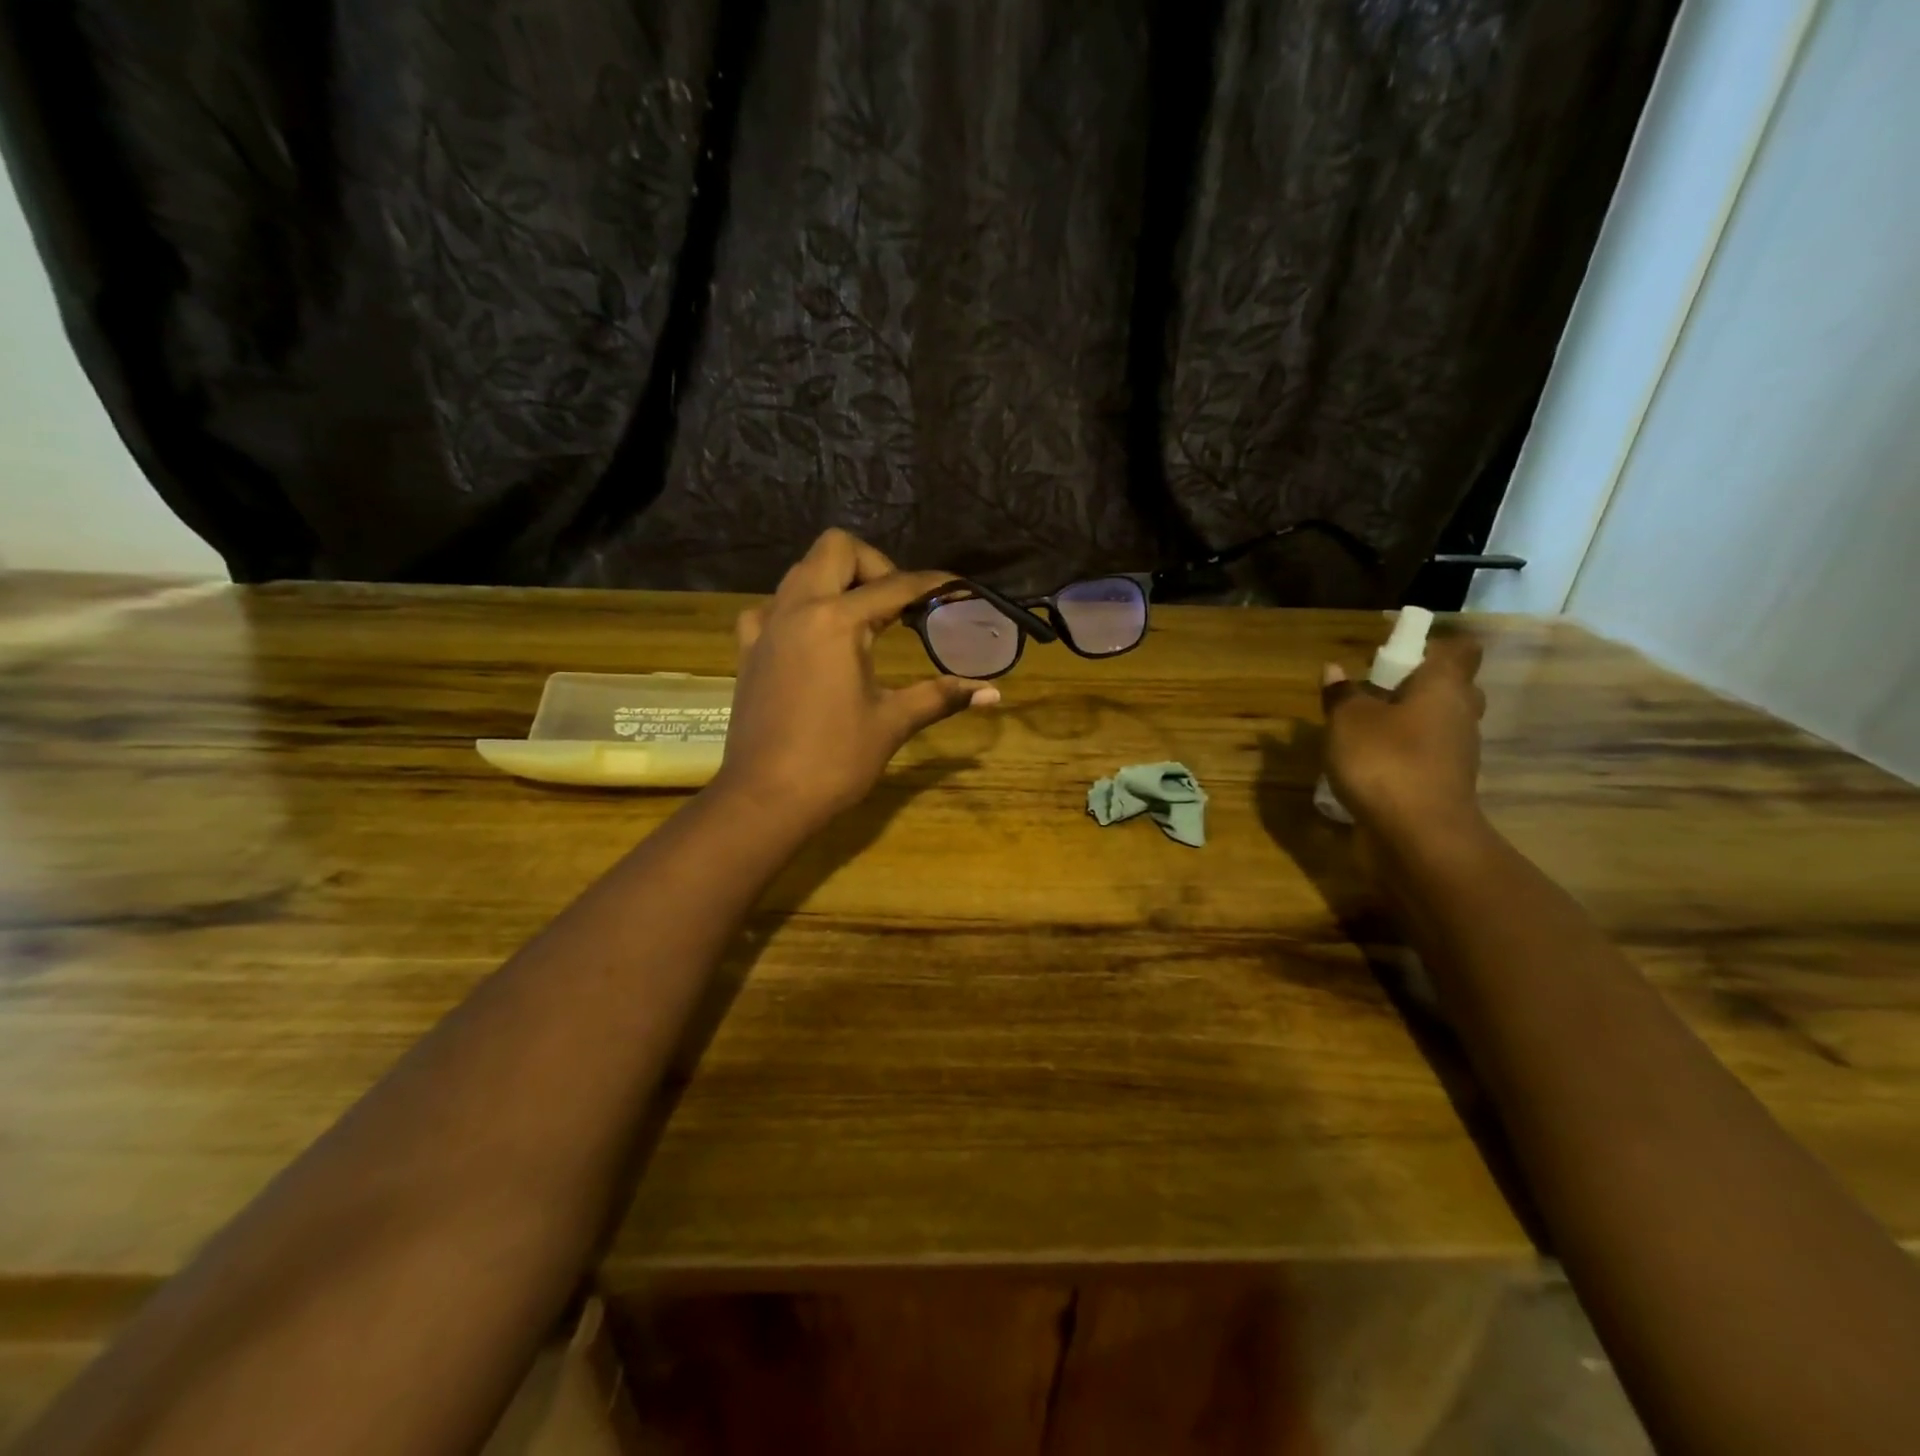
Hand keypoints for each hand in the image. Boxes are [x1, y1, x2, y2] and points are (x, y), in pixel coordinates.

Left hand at [712, 530, 997, 829]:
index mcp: (836, 620)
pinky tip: (815, 641)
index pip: (895, 585)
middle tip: (898, 607)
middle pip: (836, 549)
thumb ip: (940, 696)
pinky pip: (773, 607)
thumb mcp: (892, 723)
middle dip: (874, 565)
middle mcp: (797, 608)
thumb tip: (992, 692)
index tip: (957, 589)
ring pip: (802, 572)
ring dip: (836, 582)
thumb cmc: (834, 760)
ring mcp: (766, 625)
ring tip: (863, 622)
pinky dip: (799, 610)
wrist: (765, 799)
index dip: (932, 584)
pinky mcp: (748, 649)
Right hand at [1321, 634, 1486, 838]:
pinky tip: (1370, 765)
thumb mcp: (1347, 722)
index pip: (1459, 650)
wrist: (1419, 835)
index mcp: (1444, 686)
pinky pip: (1428, 756)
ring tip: (1362, 731)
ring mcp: (1458, 753)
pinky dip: (1404, 755)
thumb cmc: (1385, 761)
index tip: (1396, 654)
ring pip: (1438, 724)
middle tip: (1375, 693)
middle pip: (1450, 687)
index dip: (1431, 646)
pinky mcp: (1446, 784)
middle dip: (1416, 686)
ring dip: (1407, 723)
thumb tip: (1336, 670)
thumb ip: (1342, 695)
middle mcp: (1460, 714)